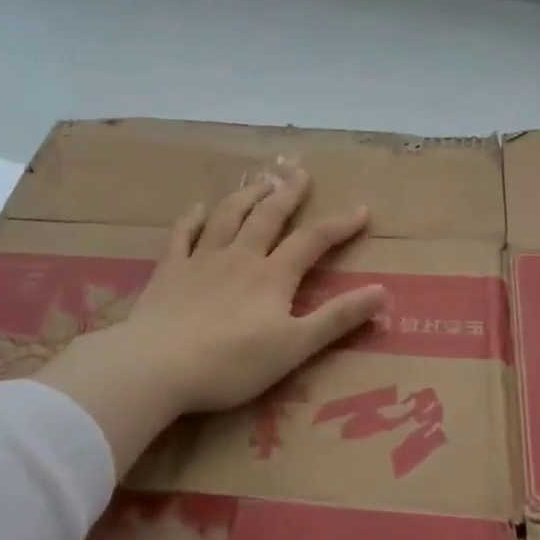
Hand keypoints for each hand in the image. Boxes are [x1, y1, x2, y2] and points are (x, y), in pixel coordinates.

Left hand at [119, 169, 388, 411]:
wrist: (157, 366)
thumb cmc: (231, 363)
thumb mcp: (295, 347)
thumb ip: (337, 319)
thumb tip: (382, 292)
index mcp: (272, 276)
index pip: (312, 241)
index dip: (339, 225)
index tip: (362, 210)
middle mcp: (239, 257)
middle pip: (268, 217)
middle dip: (288, 194)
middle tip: (301, 173)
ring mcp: (201, 260)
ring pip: (228, 217)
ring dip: (247, 196)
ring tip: (260, 181)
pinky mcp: (169, 271)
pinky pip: (182, 235)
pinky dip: (192, 219)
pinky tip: (198, 209)